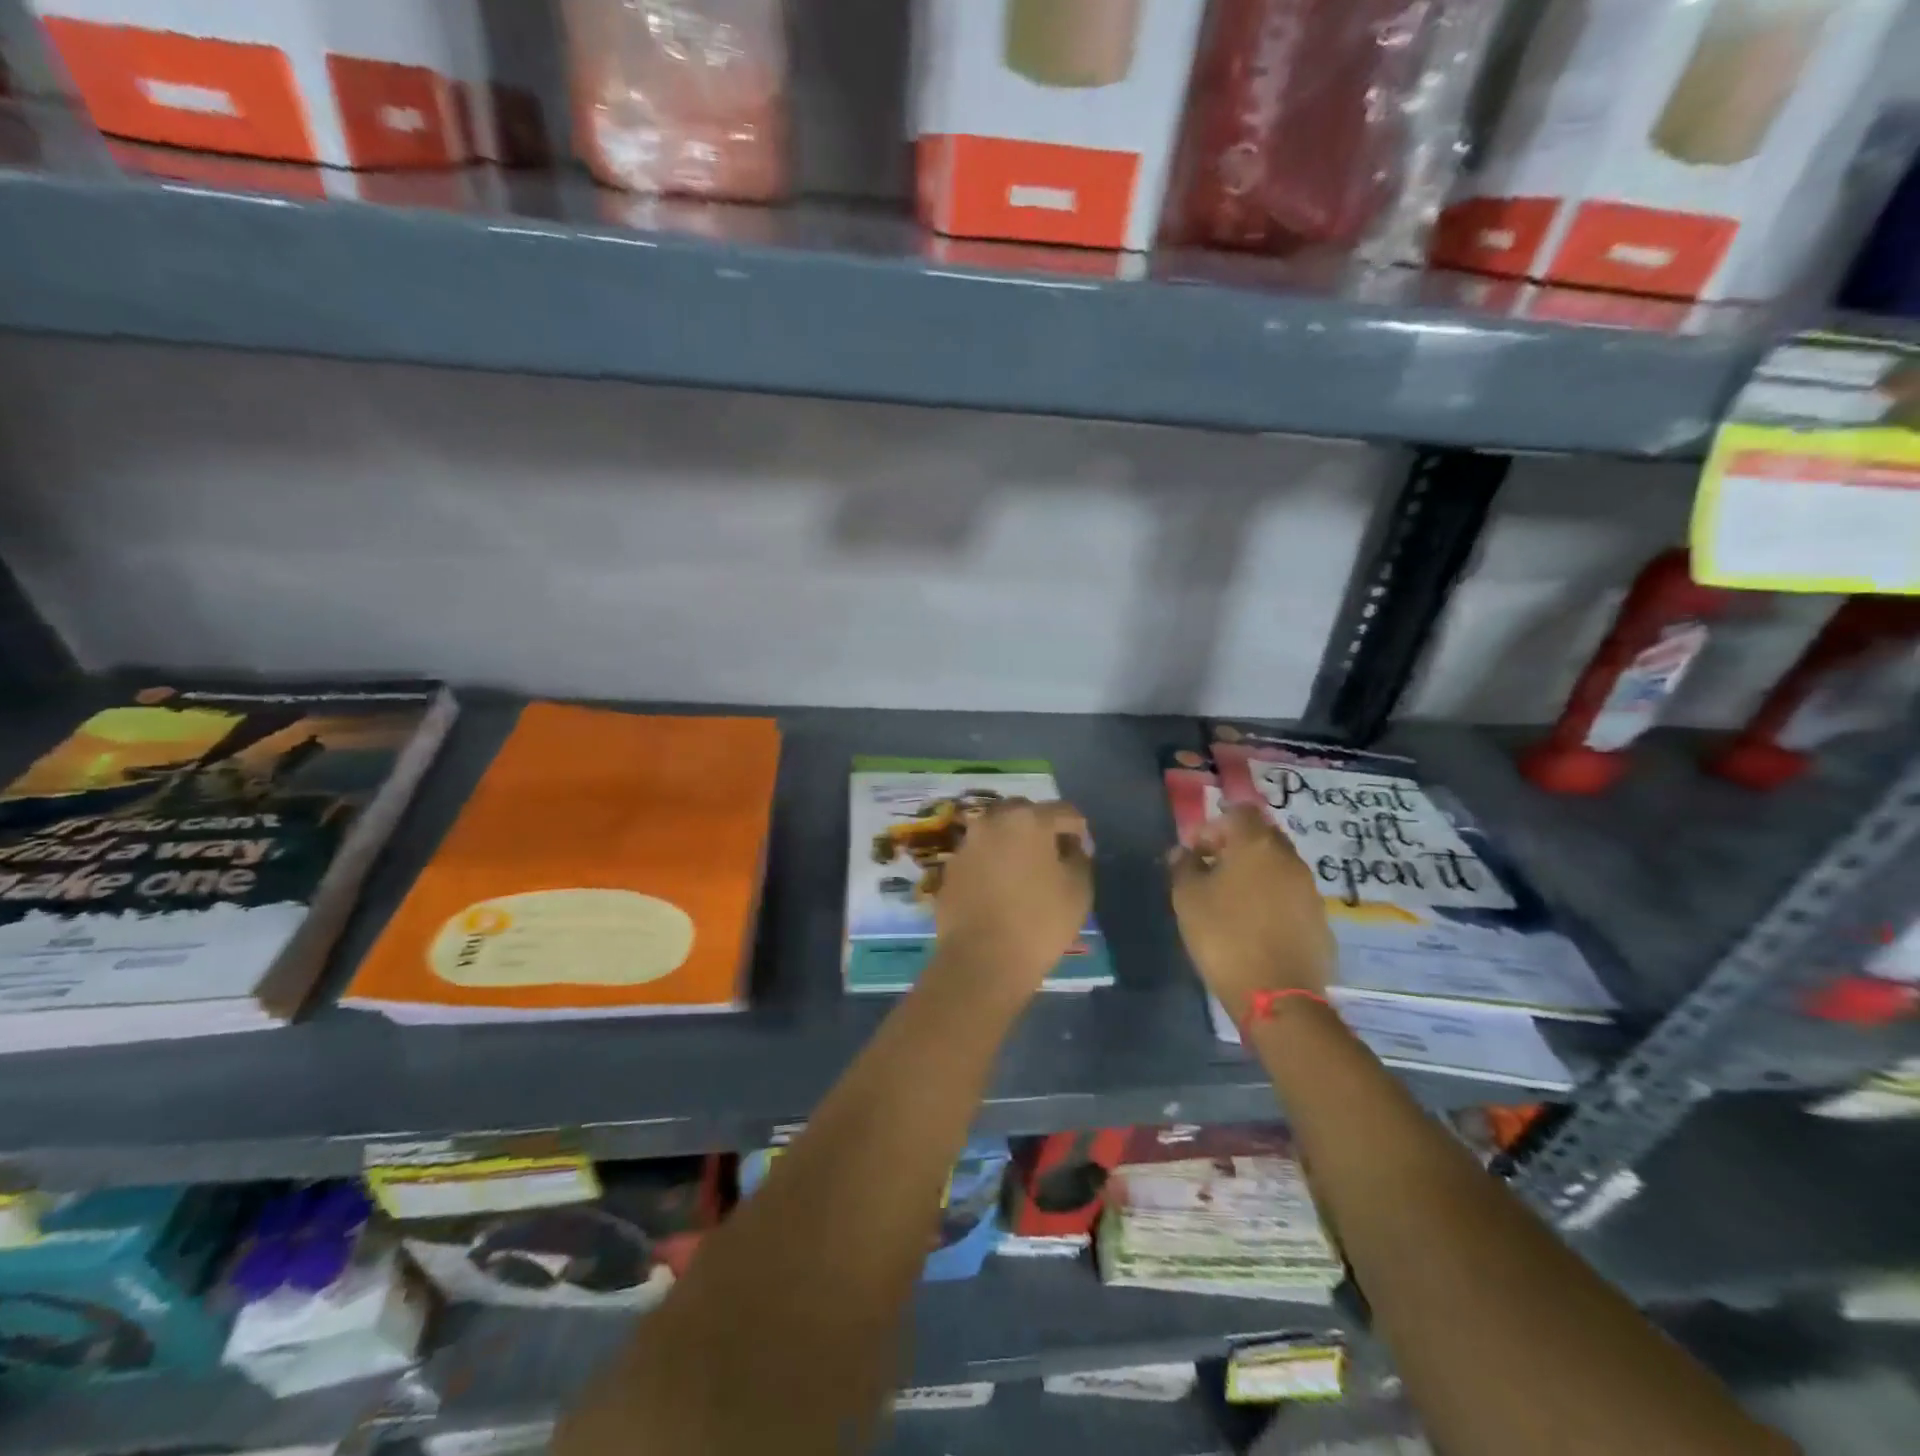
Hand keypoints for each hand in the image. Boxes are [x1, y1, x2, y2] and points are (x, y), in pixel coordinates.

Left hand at [932, 798, 1093, 997]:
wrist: (981, 960)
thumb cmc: (1039, 922)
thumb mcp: (1079, 890)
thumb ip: (1079, 858)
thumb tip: (1069, 847)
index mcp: (1028, 819)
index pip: (1064, 812)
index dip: (1079, 830)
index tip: (1083, 853)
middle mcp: (992, 821)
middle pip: (1024, 812)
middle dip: (1041, 827)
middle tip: (1052, 855)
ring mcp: (967, 843)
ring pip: (996, 831)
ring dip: (1012, 843)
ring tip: (1024, 872)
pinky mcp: (951, 868)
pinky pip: (978, 855)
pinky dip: (991, 863)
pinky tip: (999, 889)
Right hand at [1169, 803, 1334, 1024]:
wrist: (1277, 995)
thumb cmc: (1224, 936)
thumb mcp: (1187, 898)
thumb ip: (1183, 866)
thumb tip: (1183, 852)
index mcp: (1256, 845)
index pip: (1239, 812)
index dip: (1214, 825)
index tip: (1195, 851)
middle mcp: (1289, 858)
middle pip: (1261, 836)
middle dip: (1235, 847)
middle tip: (1211, 872)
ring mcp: (1309, 889)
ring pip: (1278, 866)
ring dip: (1254, 873)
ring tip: (1230, 901)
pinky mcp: (1320, 919)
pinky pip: (1290, 895)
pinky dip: (1271, 899)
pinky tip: (1254, 925)